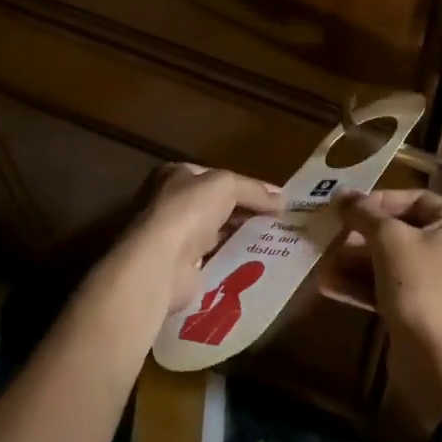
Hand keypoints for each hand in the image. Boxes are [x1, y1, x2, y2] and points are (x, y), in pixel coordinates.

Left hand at [108, 163, 281, 327]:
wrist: (159, 263)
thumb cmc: (188, 211)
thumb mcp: (227, 185)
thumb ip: (254, 190)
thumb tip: (282, 199)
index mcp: (175, 175)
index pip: (216, 177)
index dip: (246, 185)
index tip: (273, 198)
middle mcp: (169, 203)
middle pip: (216, 204)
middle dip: (245, 211)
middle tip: (276, 221)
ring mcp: (172, 235)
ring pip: (215, 232)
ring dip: (239, 235)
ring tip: (272, 241)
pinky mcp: (179, 266)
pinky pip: (213, 258)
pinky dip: (230, 258)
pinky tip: (254, 261)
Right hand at [335, 189, 441, 433]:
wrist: (435, 361)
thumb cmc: (419, 286)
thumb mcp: (388, 241)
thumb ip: (364, 214)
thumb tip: (340, 194)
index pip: (415, 199)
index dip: (378, 201)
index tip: (347, 209)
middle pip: (401, 230)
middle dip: (361, 234)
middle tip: (329, 234)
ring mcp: (440, 281)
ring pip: (393, 261)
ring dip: (356, 260)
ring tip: (321, 259)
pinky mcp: (423, 308)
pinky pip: (392, 286)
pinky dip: (363, 284)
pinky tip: (328, 284)